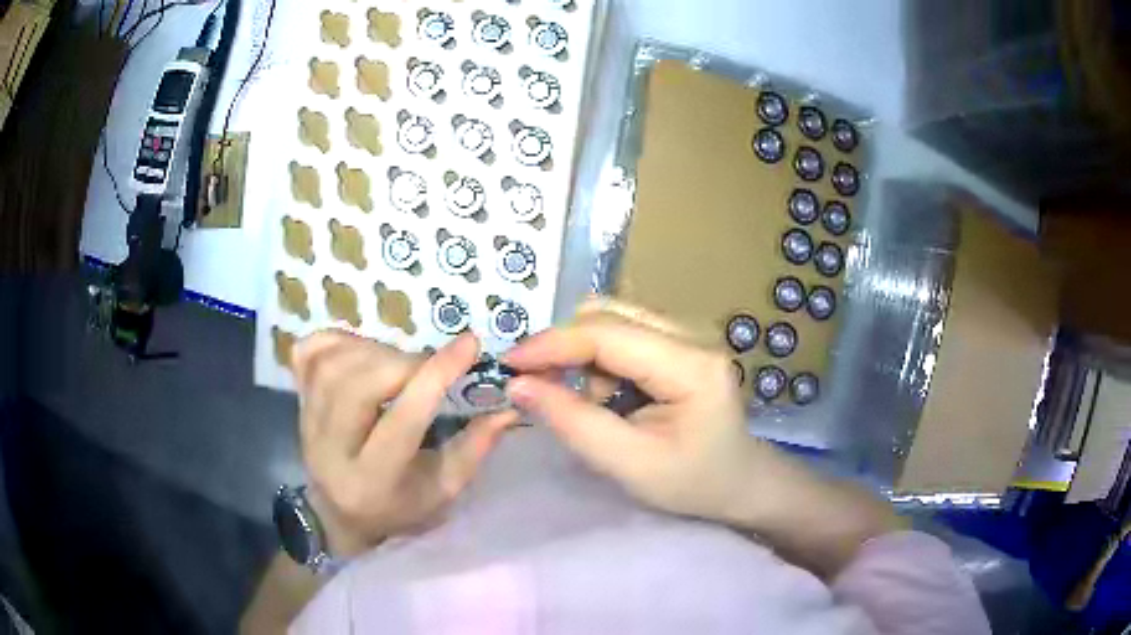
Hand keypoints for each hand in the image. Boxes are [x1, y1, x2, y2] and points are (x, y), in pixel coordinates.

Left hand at [291, 331, 516, 558]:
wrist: (338, 513)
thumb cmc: (399, 507)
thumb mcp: (443, 490)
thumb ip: (475, 447)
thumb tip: (508, 404)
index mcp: (373, 480)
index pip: (402, 420)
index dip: (436, 376)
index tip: (469, 344)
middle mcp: (330, 450)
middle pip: (357, 386)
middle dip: (401, 364)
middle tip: (425, 366)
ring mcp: (306, 422)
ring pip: (332, 364)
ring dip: (372, 351)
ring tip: (396, 363)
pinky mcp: (297, 401)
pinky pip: (308, 353)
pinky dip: (336, 339)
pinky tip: (360, 351)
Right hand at [502, 304, 903, 577]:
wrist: (740, 482)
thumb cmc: (692, 482)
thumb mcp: (629, 464)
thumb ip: (572, 422)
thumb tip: (518, 385)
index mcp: (690, 365)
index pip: (607, 334)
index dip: (552, 344)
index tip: (508, 364)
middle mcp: (692, 333)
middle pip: (607, 314)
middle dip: (564, 347)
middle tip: (538, 386)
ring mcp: (687, 333)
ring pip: (611, 320)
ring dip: (581, 355)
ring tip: (585, 403)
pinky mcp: (678, 342)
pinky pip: (622, 335)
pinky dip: (598, 361)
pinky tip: (606, 397)